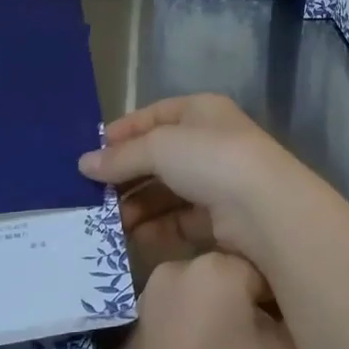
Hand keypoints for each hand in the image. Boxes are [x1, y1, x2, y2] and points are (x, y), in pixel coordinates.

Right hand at [78, 95, 305, 265]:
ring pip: (167, 192)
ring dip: (137, 205)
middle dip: (126, 176)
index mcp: (202, 111)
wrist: (264, 208)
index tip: (91, 154)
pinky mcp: (221, 220)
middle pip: (159, 157)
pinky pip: (179, 221)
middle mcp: (211, 143)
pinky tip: (133, 237)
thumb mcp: (159, 147)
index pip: (155, 116)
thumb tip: (84, 164)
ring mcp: (218, 182)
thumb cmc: (210, 158)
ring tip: (107, 222)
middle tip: (92, 196)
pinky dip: (156, 228)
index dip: (123, 132)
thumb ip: (121, 156)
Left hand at [98, 251, 304, 348]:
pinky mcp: (131, 332)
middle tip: (266, 346)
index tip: (290, 330)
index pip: (265, 269)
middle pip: (228, 280)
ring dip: (218, 319)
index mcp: (214, 267)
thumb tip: (282, 311)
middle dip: (248, 306)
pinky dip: (191, 335)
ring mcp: (147, 301)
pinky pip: (175, 321)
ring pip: (200, 299)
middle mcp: (175, 271)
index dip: (282, 300)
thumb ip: (292, 320)